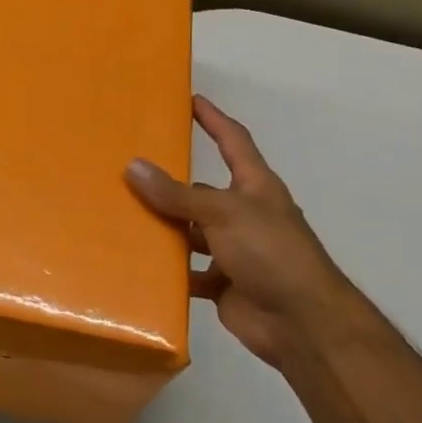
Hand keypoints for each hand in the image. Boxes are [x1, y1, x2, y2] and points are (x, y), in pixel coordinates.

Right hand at [125, 96, 371, 375]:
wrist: (301, 322)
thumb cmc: (271, 253)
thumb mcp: (224, 213)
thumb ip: (178, 194)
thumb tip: (133, 166)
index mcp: (255, 188)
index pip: (233, 142)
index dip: (214, 119)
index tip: (190, 100)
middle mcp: (244, 214)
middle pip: (201, 191)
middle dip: (169, 183)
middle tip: (127, 169)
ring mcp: (233, 250)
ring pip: (190, 232)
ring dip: (164, 228)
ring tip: (121, 217)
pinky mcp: (222, 283)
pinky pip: (187, 271)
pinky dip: (167, 271)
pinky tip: (137, 265)